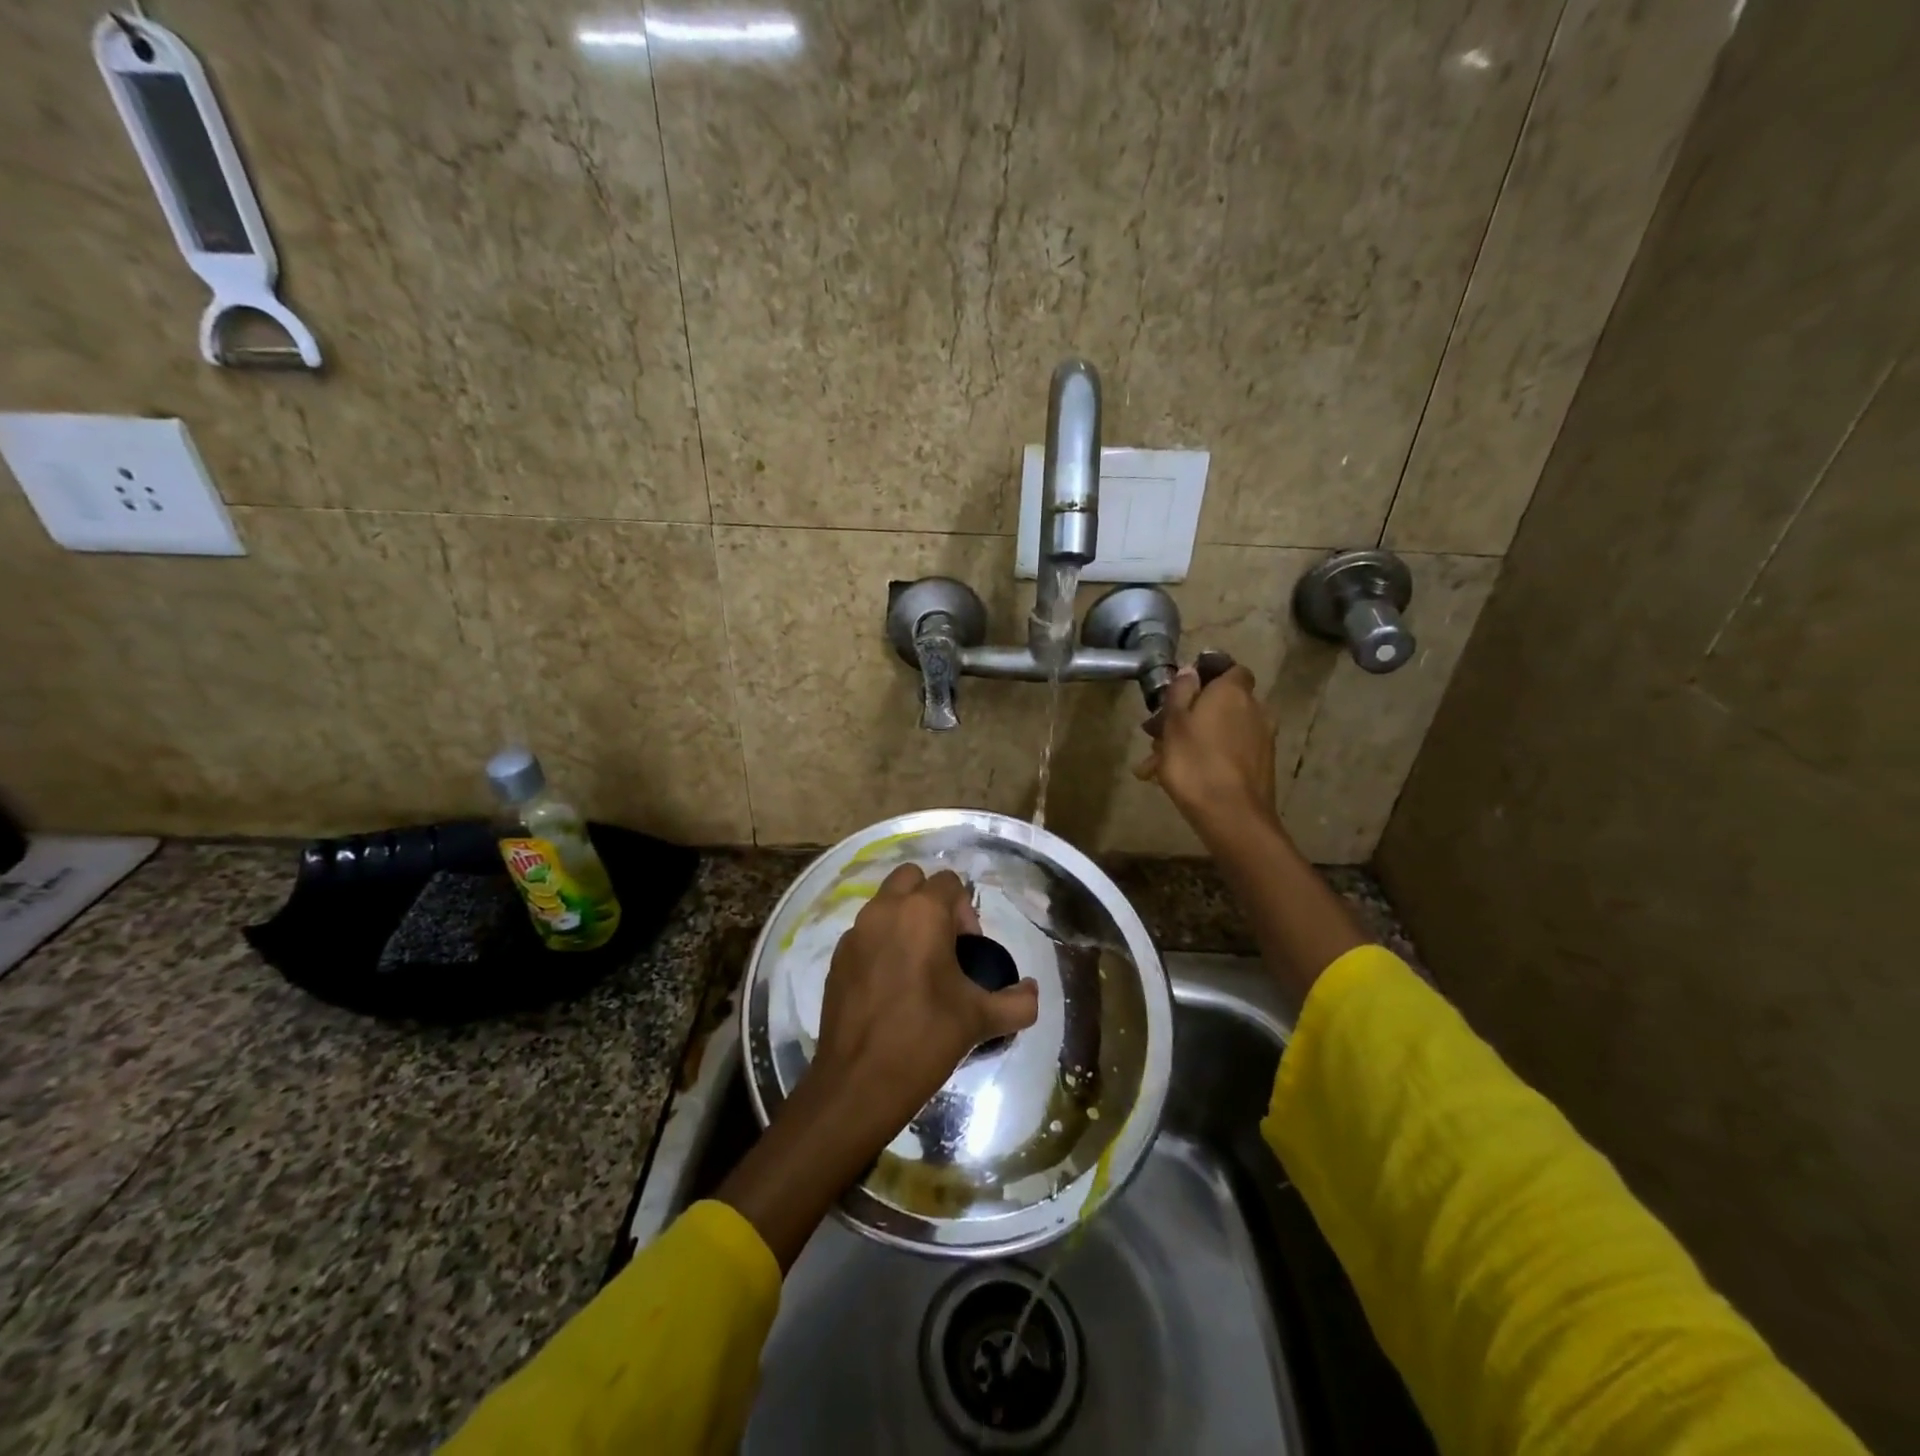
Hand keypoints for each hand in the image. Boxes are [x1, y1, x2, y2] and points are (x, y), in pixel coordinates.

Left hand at [719, 864, 1038, 1270]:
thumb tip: (1031, 991)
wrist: (859, 1083)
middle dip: (930, 900)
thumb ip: (1017, 1002)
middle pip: (911, 878)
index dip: (966, 911)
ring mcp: (855, 932)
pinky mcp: (836, 957)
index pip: (949, 882)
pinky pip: (865, 933)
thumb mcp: (981, 1020)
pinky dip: (881, 944)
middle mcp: (885, 910)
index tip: (969, 950)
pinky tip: (891, 986)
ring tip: (918, 967)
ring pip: (884, 903)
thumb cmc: (925, 1039)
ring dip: (904, 919)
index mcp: (922, 913)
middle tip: (944, 945)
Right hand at [1136, 662, 1278, 840]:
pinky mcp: (1260, 765)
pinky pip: (1228, 752)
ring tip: (1158, 765)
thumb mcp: (1174, 723)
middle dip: (1189, 714)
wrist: (1232, 816)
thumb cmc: (1195, 763)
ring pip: (1220, 730)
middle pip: (1220, 703)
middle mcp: (1254, 709)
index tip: (1181, 691)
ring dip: (1193, 740)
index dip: (1207, 675)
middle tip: (1157, 735)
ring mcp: (1261, 739)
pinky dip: (1207, 758)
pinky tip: (1181, 778)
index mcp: (1233, 692)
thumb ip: (1181, 692)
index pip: (1229, 669)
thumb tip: (1190, 671)